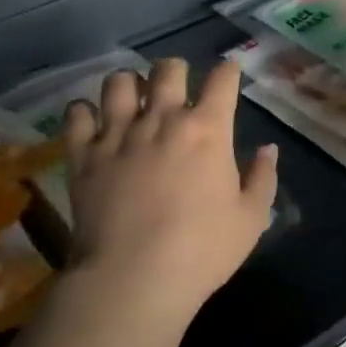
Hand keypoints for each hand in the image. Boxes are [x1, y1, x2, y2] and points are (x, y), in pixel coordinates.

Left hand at [61, 59, 277, 324]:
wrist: (134, 277)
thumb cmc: (202, 251)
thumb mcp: (250, 220)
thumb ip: (262, 178)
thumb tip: (268, 148)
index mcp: (207, 129)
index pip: (222, 80)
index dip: (228, 70)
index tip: (229, 73)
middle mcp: (161, 119)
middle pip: (167, 69)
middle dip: (175, 70)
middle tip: (177, 87)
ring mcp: (117, 133)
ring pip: (119, 82)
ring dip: (129, 84)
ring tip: (132, 99)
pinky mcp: (83, 154)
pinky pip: (77, 114)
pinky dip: (84, 112)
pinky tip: (92, 123)